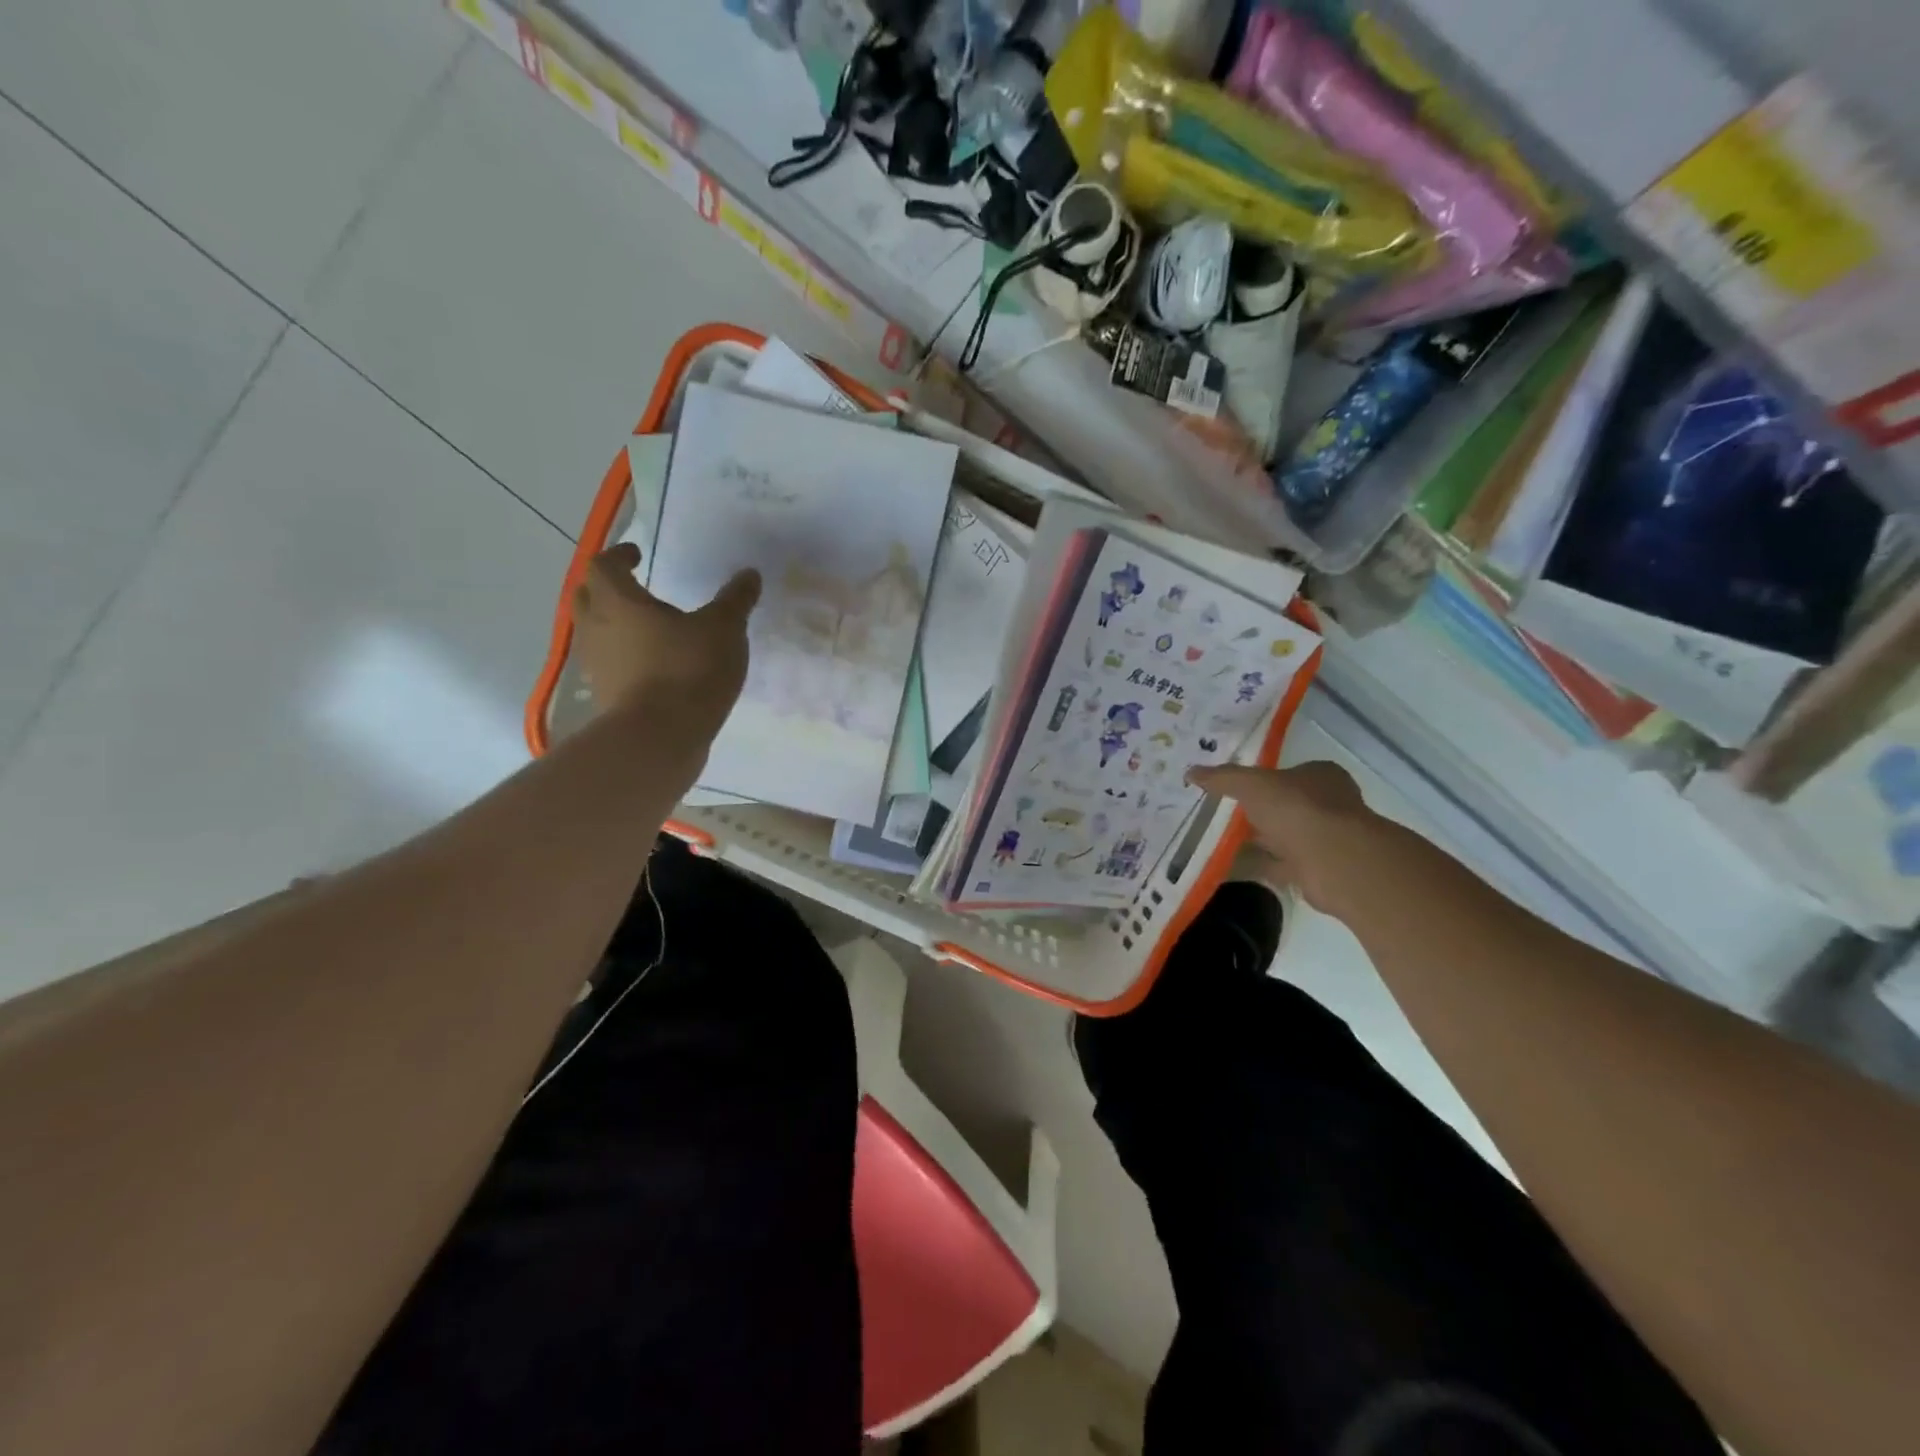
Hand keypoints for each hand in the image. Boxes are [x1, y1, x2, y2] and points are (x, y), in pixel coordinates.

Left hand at [571, 544, 759, 735]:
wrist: (661, 737)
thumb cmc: (689, 670)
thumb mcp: (724, 629)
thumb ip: (735, 600)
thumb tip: (749, 574)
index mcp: (618, 601)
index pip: (604, 565)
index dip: (619, 555)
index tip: (637, 554)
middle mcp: (596, 627)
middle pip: (587, 595)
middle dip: (606, 586)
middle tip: (633, 587)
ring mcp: (595, 664)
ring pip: (593, 631)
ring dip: (611, 622)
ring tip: (643, 627)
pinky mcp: (603, 694)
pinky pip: (606, 663)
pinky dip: (621, 655)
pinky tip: (648, 663)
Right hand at [1187, 761, 1384, 913]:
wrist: (1332, 860)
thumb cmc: (1296, 808)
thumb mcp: (1251, 784)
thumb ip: (1222, 777)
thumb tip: (1190, 771)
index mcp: (1320, 776)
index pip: (1288, 773)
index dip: (1262, 779)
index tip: (1233, 788)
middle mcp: (1328, 805)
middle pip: (1285, 806)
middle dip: (1257, 812)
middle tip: (1220, 815)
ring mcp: (1324, 839)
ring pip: (1282, 837)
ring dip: (1257, 841)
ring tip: (1217, 842)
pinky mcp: (1316, 869)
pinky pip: (1279, 865)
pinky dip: (1257, 866)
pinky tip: (1230, 868)